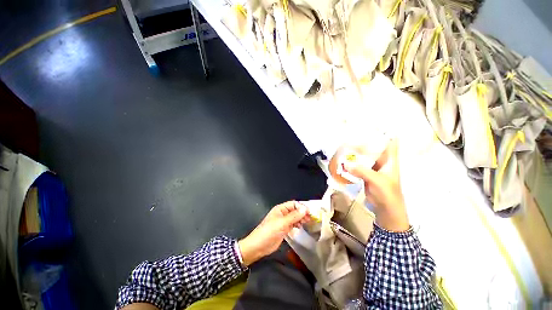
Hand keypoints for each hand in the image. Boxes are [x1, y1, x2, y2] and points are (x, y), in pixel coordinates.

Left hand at [238, 201, 309, 265]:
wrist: (258, 246)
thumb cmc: (269, 232)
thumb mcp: (282, 223)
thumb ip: (294, 216)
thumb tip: (305, 209)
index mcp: (280, 209)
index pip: (293, 204)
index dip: (301, 207)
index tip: (310, 212)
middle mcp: (282, 214)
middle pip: (295, 210)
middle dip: (302, 213)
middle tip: (311, 218)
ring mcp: (283, 222)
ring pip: (294, 217)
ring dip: (301, 218)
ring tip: (308, 222)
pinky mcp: (284, 229)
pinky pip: (293, 224)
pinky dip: (297, 224)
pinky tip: (301, 227)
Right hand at [343, 139, 409, 231]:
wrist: (385, 209)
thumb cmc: (387, 194)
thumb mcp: (377, 181)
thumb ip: (362, 171)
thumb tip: (346, 163)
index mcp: (389, 159)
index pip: (390, 140)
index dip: (384, 131)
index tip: (371, 124)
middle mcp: (381, 160)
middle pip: (373, 146)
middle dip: (364, 140)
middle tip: (351, 134)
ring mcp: (372, 167)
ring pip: (364, 155)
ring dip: (356, 151)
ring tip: (344, 144)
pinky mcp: (365, 173)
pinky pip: (358, 164)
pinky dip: (351, 161)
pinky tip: (343, 158)